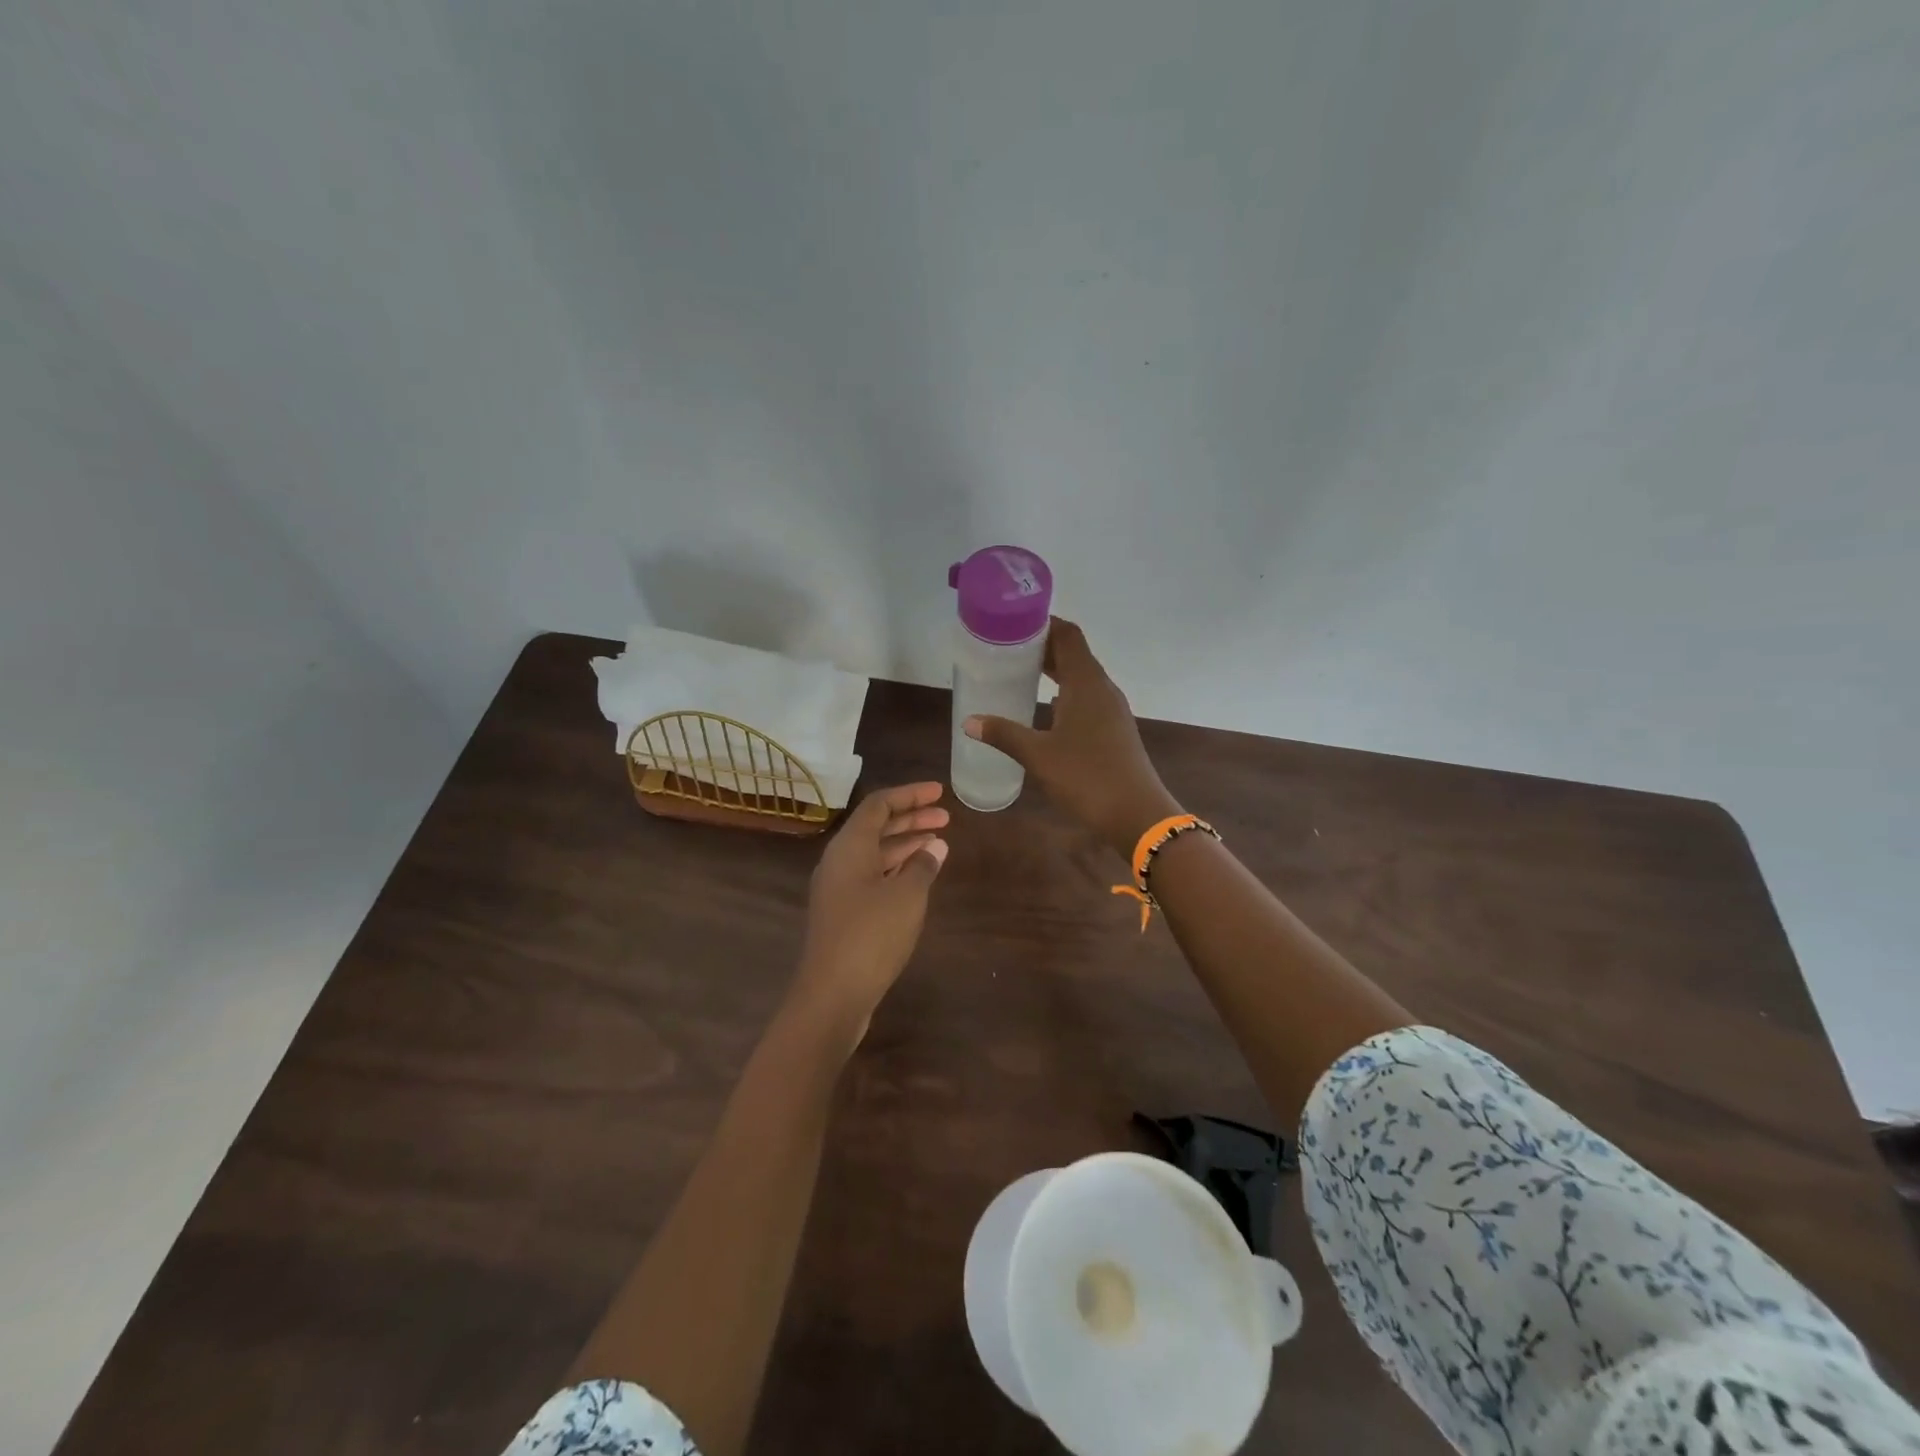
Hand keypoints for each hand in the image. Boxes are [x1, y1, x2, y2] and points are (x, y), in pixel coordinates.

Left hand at [792, 782, 949, 1041]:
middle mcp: (840, 861)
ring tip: (939, 844)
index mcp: (849, 847)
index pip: (879, 805)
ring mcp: (839, 888)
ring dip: (906, 845)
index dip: (910, 795)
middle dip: (911, 819)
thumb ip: (923, 865)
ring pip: (875, 853)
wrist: (832, 995)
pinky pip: (873, 876)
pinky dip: (897, 869)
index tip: (940, 792)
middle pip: (876, 827)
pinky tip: (919, 876)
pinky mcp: (844, 912)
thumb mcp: (907, 896)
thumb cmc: (871, 935)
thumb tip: (935, 846)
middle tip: (946, 817)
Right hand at [964, 618, 1179, 858]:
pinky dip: (1065, 692)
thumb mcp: (1038, 755)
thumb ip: (1004, 734)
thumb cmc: (1087, 777)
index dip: (1043, 623)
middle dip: (1043, 647)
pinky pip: (1087, 697)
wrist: (1137, 814)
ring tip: (1021, 672)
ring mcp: (1112, 709)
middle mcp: (1102, 688)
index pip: (1068, 635)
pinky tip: (1046, 708)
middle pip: (1074, 653)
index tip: (1013, 622)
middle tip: (1007, 648)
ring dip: (1055, 670)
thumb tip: (970, 721)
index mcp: (1086, 683)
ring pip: (1081, 676)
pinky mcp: (1114, 729)